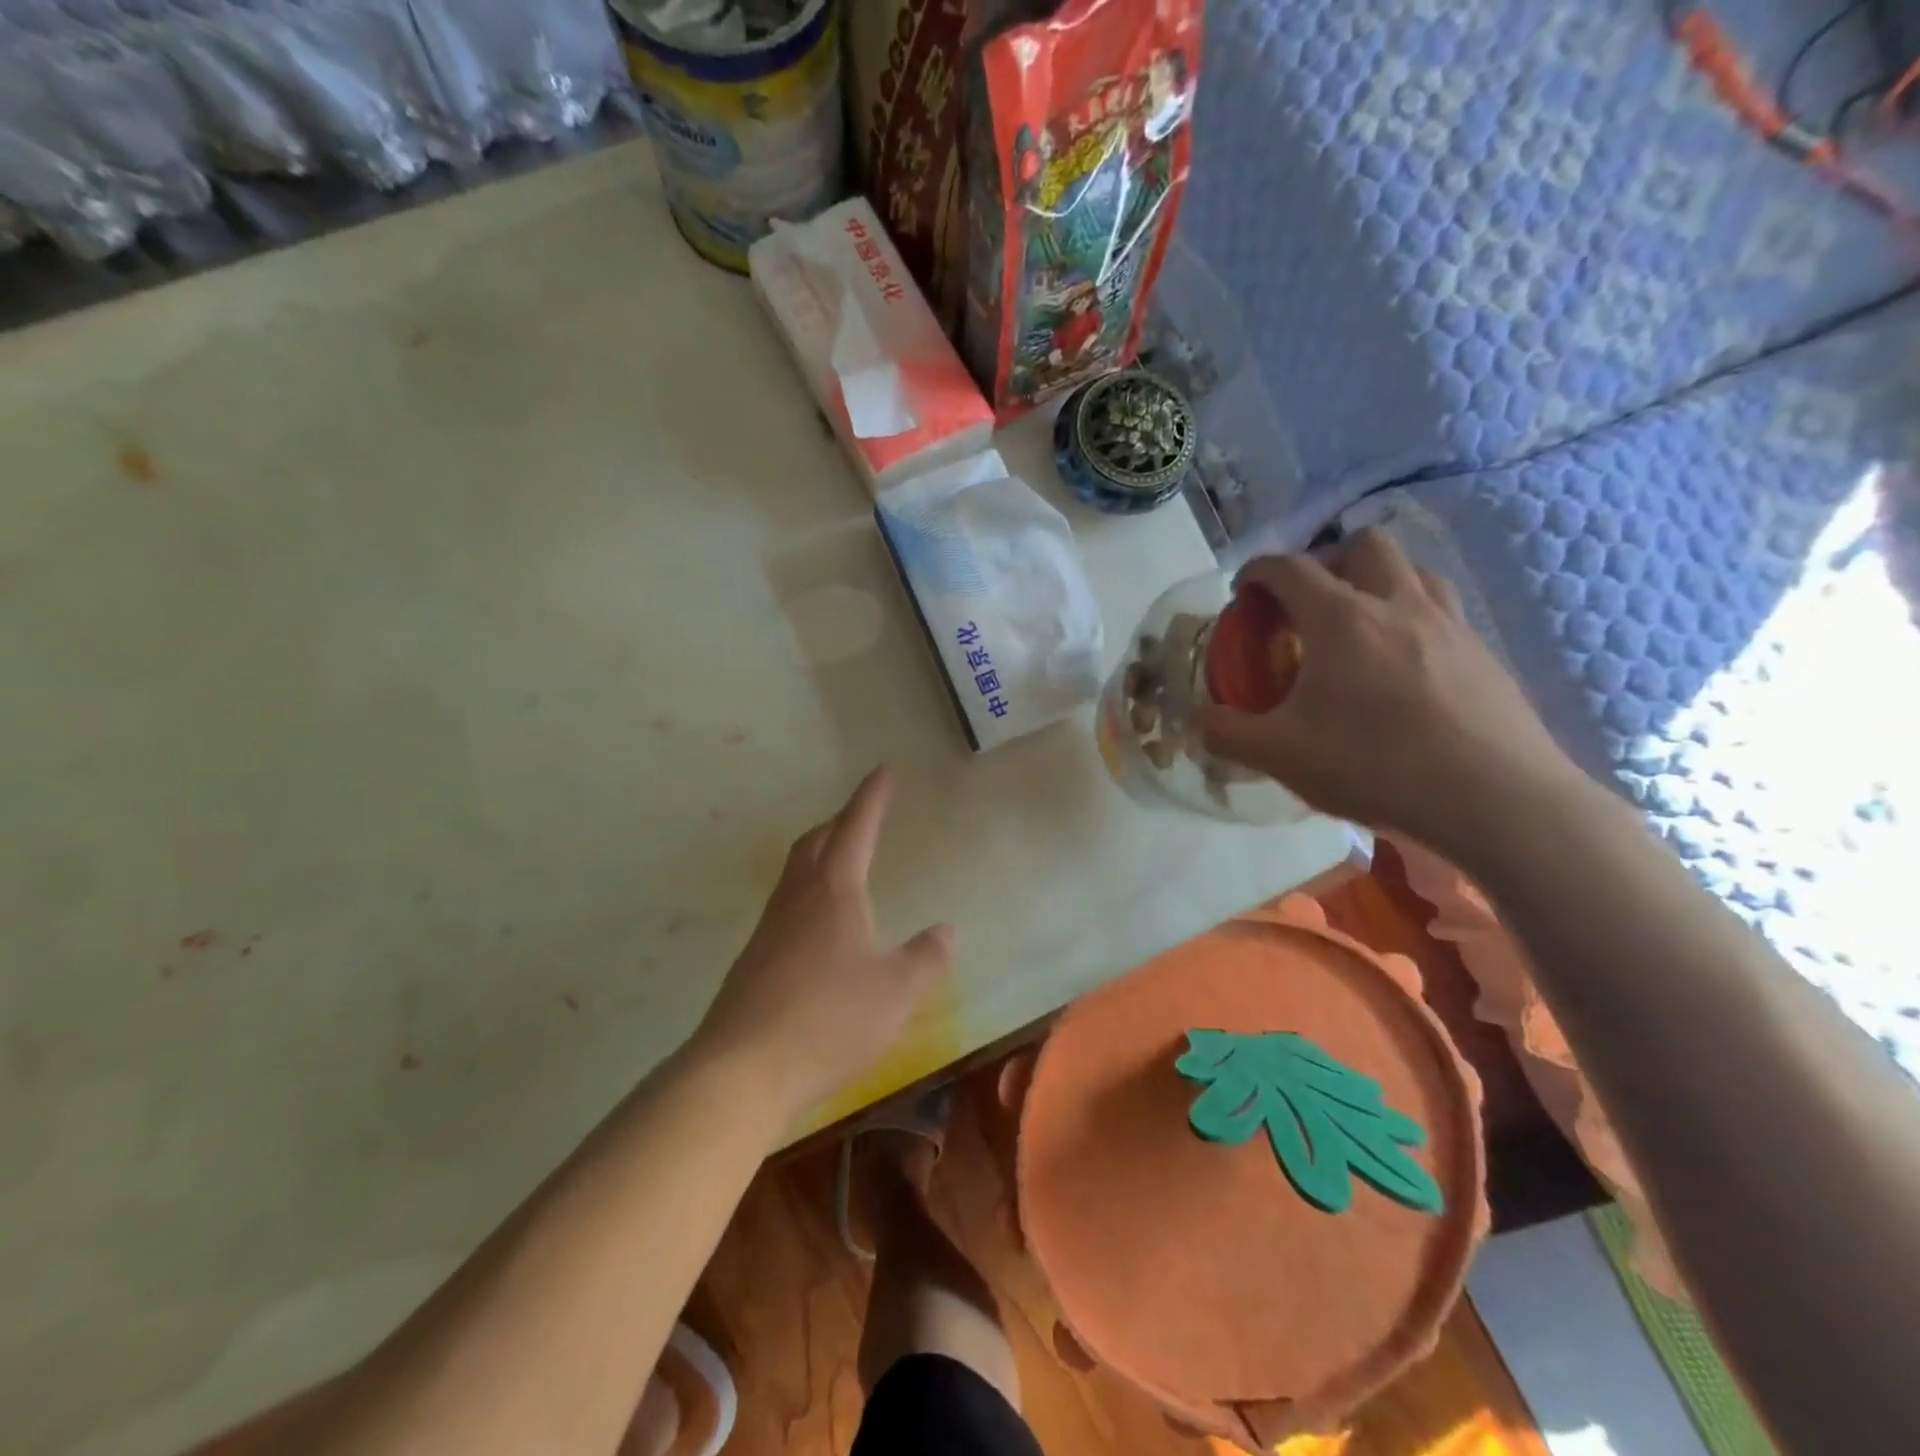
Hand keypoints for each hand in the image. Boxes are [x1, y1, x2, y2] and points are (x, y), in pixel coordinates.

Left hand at [692, 767, 954, 1114]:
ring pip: (796, 872)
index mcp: (834, 890)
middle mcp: (797, 897)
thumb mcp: (896, 992)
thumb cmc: (828, 1020)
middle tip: (863, 816)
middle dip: (841, 821)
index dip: (872, 797)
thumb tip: (946, 930)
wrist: (741, 1071)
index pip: (856, 827)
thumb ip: (927, 958)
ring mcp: (769, 928)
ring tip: (843, 864)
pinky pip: (786, 906)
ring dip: (821, 855)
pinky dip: (808, 894)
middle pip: (816, 841)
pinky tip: (820, 928)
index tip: (883, 771)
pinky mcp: (753, 959)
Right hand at [1195, 529, 1584, 852]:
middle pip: (1364, 545)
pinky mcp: (1485, 655)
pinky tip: (1402, 669)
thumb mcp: (1280, 755)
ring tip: (1357, 627)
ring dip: (1377, 582)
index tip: (1243, 591)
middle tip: (1307, 604)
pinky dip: (1412, 619)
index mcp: (1341, 618)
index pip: (1290, 567)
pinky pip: (1442, 612)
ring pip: (1413, 571)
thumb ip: (1226, 732)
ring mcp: (1450, 625)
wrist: (1496, 800)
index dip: (1258, 571)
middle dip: (1327, 561)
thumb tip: (1195, 718)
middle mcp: (1398, 604)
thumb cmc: (1375, 765)